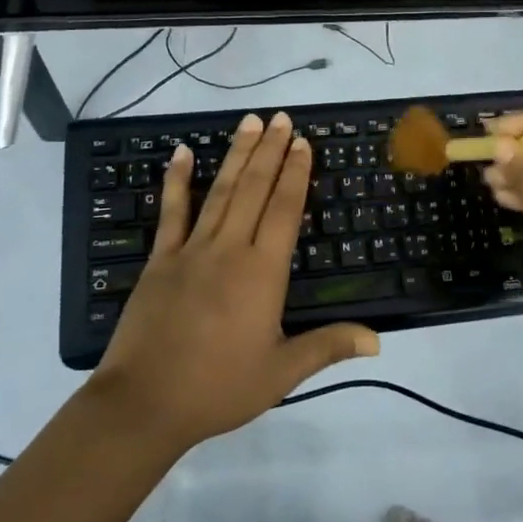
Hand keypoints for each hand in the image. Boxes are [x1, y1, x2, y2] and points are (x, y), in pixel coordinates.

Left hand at [92, 112, 378, 450]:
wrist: (144, 403)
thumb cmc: (218, 388)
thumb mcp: (281, 372)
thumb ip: (328, 347)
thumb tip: (378, 340)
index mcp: (262, 272)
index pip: (285, 209)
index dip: (296, 173)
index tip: (303, 142)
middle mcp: (229, 249)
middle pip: (254, 189)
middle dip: (271, 151)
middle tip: (281, 118)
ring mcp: (191, 250)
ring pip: (220, 191)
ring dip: (237, 155)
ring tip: (250, 122)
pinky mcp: (160, 259)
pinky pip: (171, 212)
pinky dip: (177, 180)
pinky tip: (183, 152)